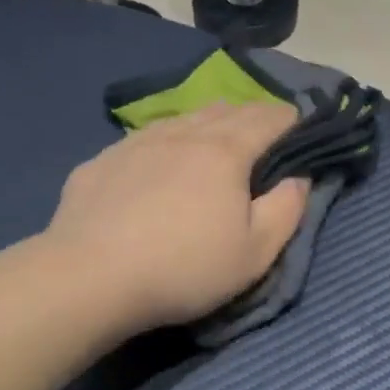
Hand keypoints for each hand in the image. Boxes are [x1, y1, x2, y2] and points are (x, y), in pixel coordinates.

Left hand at [43, 103, 310, 336]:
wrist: (88, 279)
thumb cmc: (184, 268)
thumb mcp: (255, 253)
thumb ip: (287, 210)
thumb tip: (299, 178)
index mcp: (226, 152)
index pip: (268, 119)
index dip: (290, 119)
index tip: (301, 126)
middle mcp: (184, 134)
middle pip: (227, 110)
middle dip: (253, 116)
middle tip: (264, 132)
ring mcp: (138, 143)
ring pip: (184, 118)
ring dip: (209, 122)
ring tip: (215, 138)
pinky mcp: (102, 160)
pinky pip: (146, 137)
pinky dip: (167, 141)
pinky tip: (160, 161)